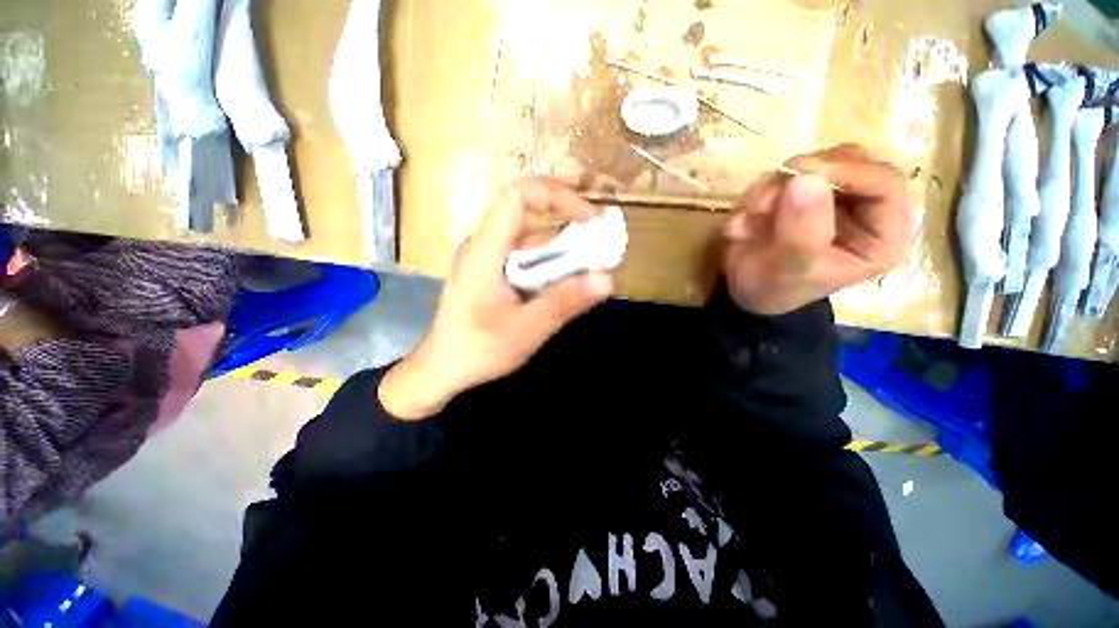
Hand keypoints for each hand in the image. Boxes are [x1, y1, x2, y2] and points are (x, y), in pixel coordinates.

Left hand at [379, 178, 613, 419]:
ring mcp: (486, 259)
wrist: (441, 370)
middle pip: (530, 221)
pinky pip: (525, 259)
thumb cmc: (476, 351)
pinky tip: (561, 289)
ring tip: (586, 278)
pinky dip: (548, 268)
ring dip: (561, 255)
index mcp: (484, 251)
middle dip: (569, 235)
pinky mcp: (491, 273)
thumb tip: (607, 280)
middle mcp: (484, 246)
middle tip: (599, 258)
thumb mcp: (525, 330)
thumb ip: (564, 303)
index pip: (518, 196)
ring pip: (530, 242)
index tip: (588, 220)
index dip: (556, 196)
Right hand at [722, 144, 910, 314]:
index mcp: (880, 234)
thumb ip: (801, 231)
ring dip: (770, 190)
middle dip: (801, 179)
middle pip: (848, 162)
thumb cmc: (774, 288)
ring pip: (810, 165)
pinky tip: (743, 224)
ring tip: (747, 223)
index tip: (801, 174)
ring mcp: (830, 195)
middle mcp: (862, 207)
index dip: (846, 172)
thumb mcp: (789, 269)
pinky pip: (780, 175)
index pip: (885, 183)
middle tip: (764, 203)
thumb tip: (806, 179)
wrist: (744, 291)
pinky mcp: (801, 190)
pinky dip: (756, 194)